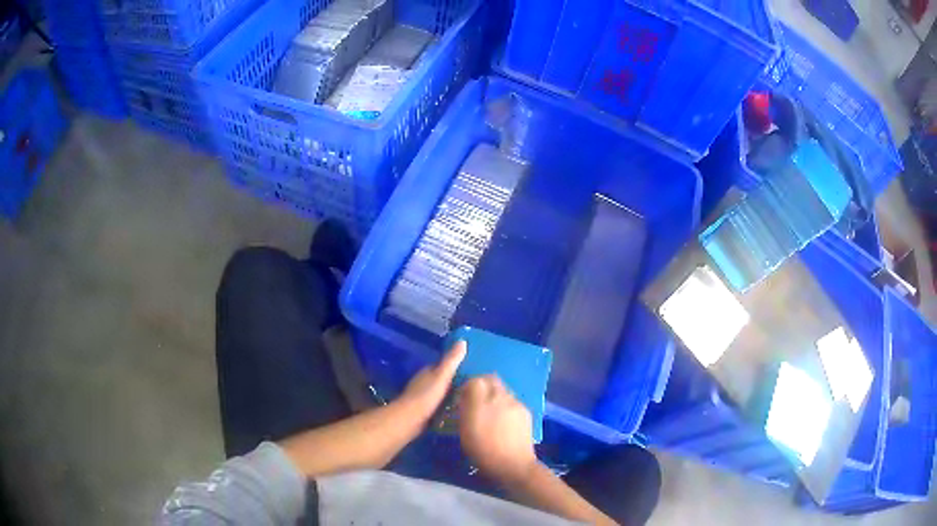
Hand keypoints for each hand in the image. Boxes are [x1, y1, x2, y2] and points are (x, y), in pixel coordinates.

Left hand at [397, 341, 465, 422]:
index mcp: (427, 371)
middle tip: (474, 385)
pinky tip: (458, 410)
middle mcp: (423, 382)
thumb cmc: (426, 396)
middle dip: (455, 381)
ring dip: (452, 394)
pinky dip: (447, 406)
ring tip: (470, 398)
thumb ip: (452, 360)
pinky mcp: (424, 410)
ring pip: (441, 392)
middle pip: (442, 379)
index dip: (456, 365)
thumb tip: (462, 340)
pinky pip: (439, 405)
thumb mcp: (442, 376)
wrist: (410, 419)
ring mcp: (422, 397)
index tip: (472, 368)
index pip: (443, 365)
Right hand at [458, 375, 538, 484]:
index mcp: (481, 401)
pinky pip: (512, 401)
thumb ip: (464, 409)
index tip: (463, 397)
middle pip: (491, 379)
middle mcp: (500, 396)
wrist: (513, 464)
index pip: (474, 380)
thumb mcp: (464, 431)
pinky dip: (506, 405)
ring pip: (503, 390)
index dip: (467, 386)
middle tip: (476, 400)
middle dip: (483, 385)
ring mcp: (515, 403)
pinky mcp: (526, 411)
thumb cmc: (483, 451)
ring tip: (491, 412)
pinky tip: (503, 420)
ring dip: (495, 395)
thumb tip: (465, 397)